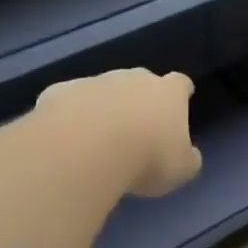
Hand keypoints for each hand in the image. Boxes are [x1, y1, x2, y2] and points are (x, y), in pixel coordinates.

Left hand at [36, 68, 201, 197]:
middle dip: (139, 98)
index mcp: (168, 93)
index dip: (181, 92)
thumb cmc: (146, 157)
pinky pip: (69, 101)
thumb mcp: (181, 169)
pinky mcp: (60, 91)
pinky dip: (70, 115)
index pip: (180, 83)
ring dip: (103, 107)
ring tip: (97, 138)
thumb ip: (187, 159)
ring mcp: (94, 81)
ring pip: (102, 89)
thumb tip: (188, 155)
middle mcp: (133, 78)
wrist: (86, 148)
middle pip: (140, 80)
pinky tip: (66, 138)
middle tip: (136, 126)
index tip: (182, 99)